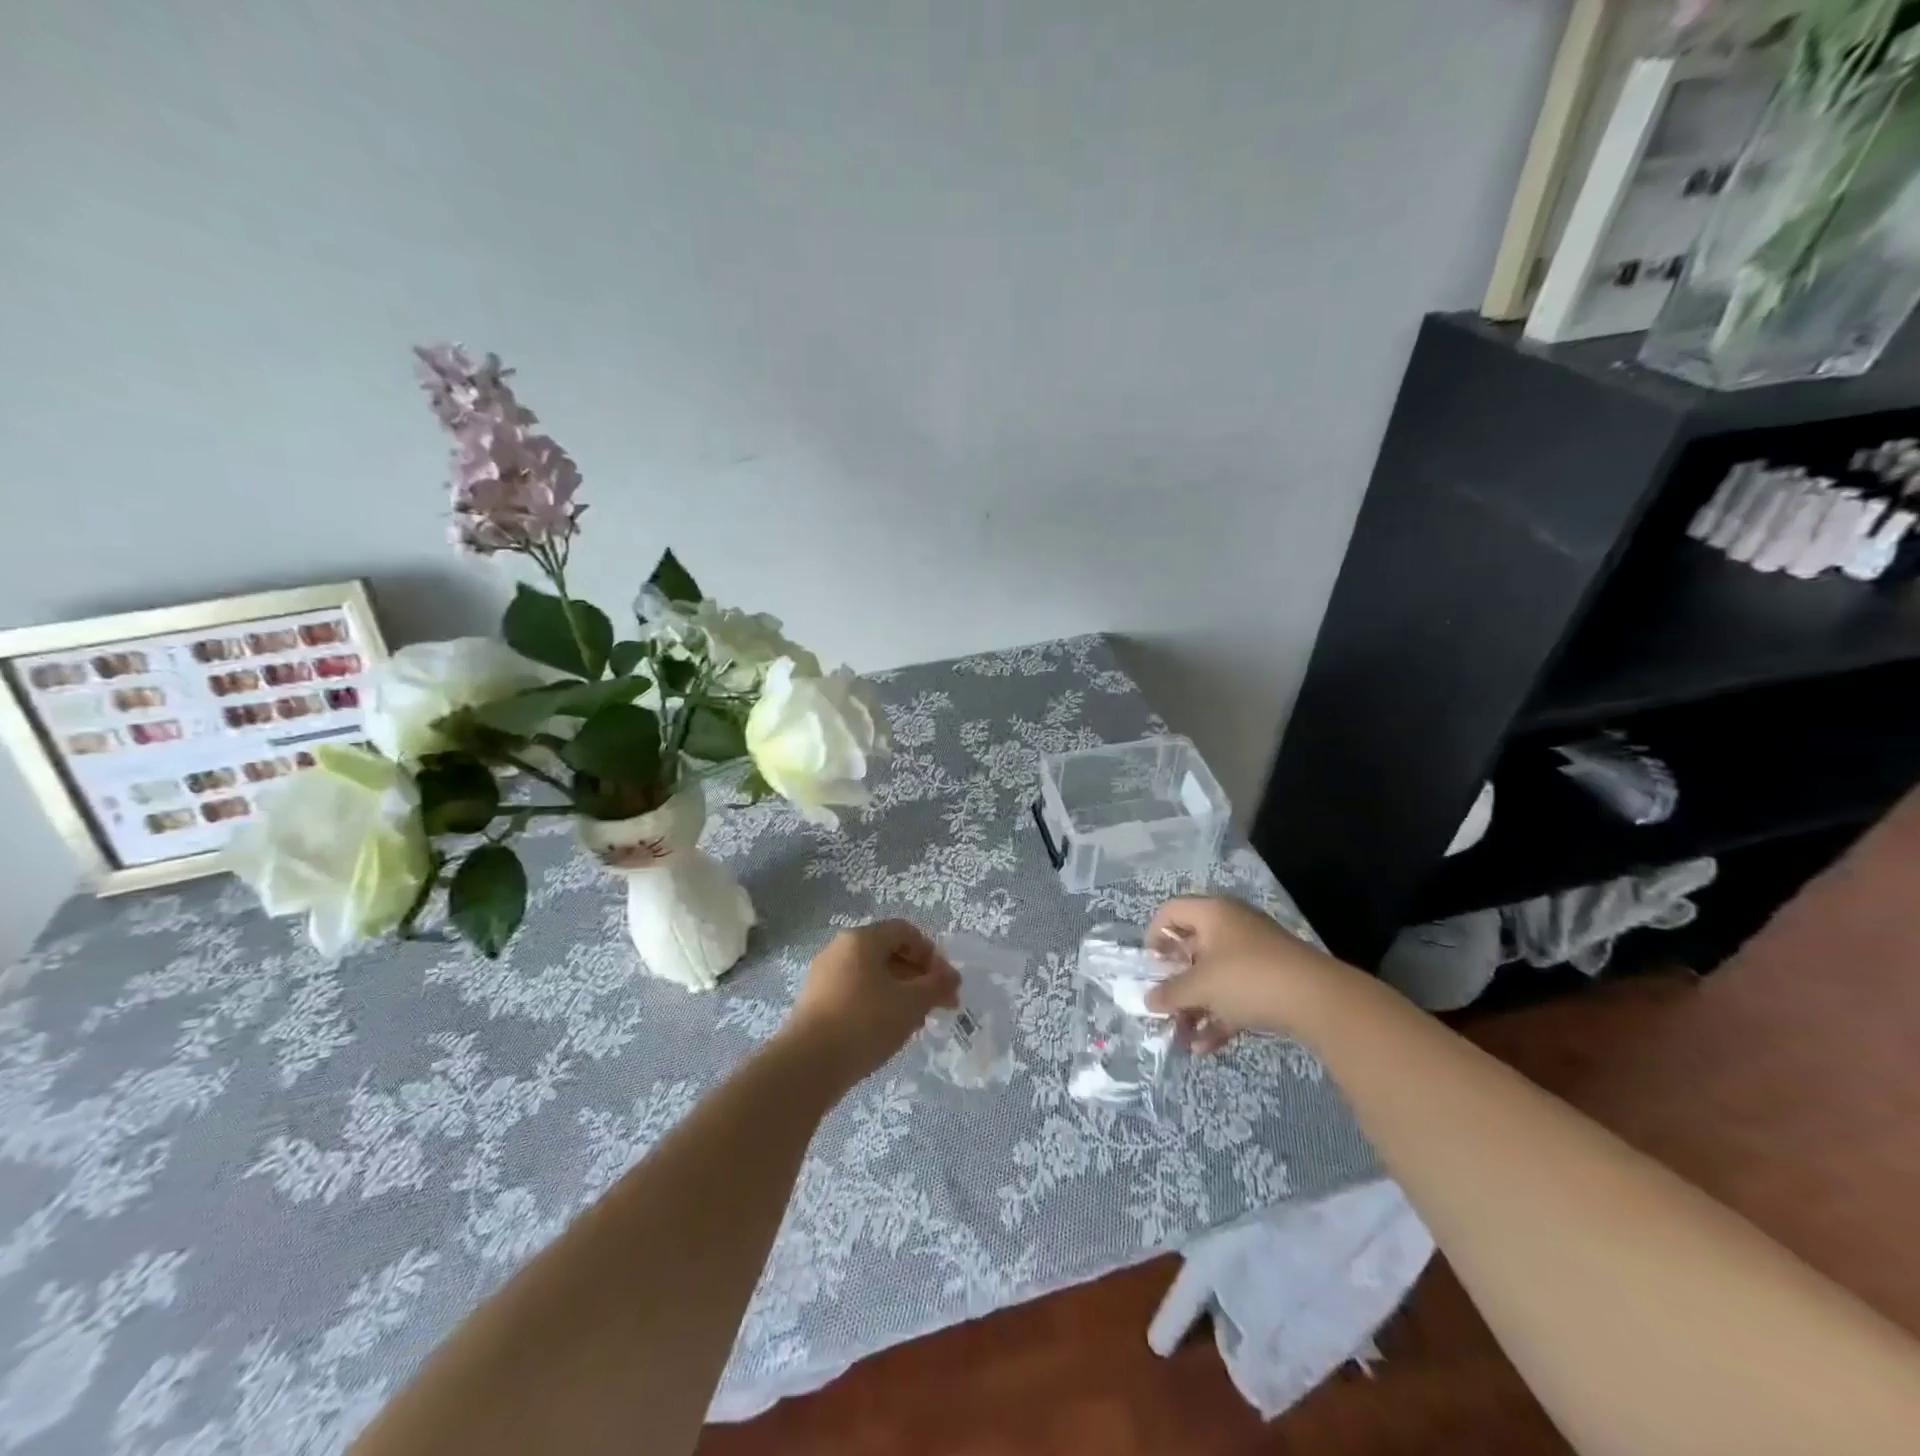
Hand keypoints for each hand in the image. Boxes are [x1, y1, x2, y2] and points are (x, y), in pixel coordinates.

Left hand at [783, 920, 960, 1084]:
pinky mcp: (815, 1003)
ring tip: (916, 1022)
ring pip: (872, 975)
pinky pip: (855, 993)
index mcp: (861, 939)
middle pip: (888, 952)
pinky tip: (888, 1031)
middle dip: (918, 976)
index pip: (904, 931)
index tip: (945, 982)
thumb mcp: (911, 1003)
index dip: (931, 953)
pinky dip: (877, 1004)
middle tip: (938, 1005)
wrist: (807, 1065)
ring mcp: (824, 976)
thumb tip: (952, 977)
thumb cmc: (864, 1022)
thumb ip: (936, 986)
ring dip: (900, 993)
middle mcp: (839, 949)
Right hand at [1145, 896, 1347, 1051]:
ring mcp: (1254, 954)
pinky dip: (1220, 1016)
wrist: (1319, 1000)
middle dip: (1175, 984)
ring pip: (1214, 977)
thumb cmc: (1248, 979)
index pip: (1171, 912)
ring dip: (1195, 1007)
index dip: (1154, 937)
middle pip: (1192, 949)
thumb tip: (1149, 1000)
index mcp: (1213, 913)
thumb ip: (1170, 993)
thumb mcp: (1201, 987)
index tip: (1150, 968)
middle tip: (1164, 1009)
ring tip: (1182, 1038)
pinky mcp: (1272, 980)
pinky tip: (1206, 1047)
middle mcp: (1232, 926)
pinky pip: (1236, 994)